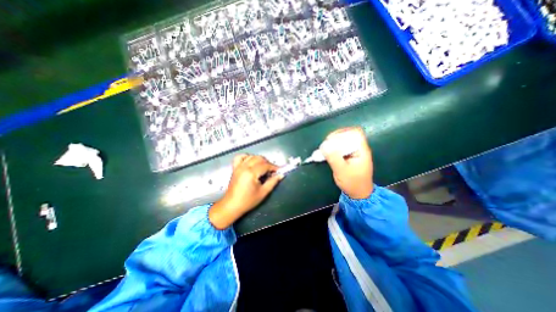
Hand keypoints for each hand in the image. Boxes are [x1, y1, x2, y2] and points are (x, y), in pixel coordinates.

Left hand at [208, 154, 282, 228]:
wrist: (232, 205)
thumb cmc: (248, 201)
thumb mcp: (263, 192)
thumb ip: (273, 182)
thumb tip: (281, 175)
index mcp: (251, 173)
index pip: (265, 165)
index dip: (274, 167)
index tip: (279, 170)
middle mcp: (244, 167)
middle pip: (259, 158)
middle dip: (267, 163)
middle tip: (272, 171)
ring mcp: (238, 166)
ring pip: (251, 156)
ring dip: (259, 160)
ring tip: (263, 167)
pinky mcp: (235, 168)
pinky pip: (240, 157)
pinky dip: (247, 157)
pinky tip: (251, 162)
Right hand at [322, 126, 372, 199]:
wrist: (358, 193)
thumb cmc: (352, 183)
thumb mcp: (341, 171)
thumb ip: (333, 157)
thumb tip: (324, 146)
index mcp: (361, 150)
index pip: (355, 133)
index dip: (343, 132)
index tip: (330, 139)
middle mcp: (359, 148)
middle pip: (348, 135)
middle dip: (335, 138)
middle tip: (325, 145)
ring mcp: (354, 152)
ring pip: (344, 141)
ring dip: (333, 143)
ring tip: (325, 149)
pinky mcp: (349, 156)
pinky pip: (341, 147)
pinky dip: (333, 148)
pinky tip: (327, 153)